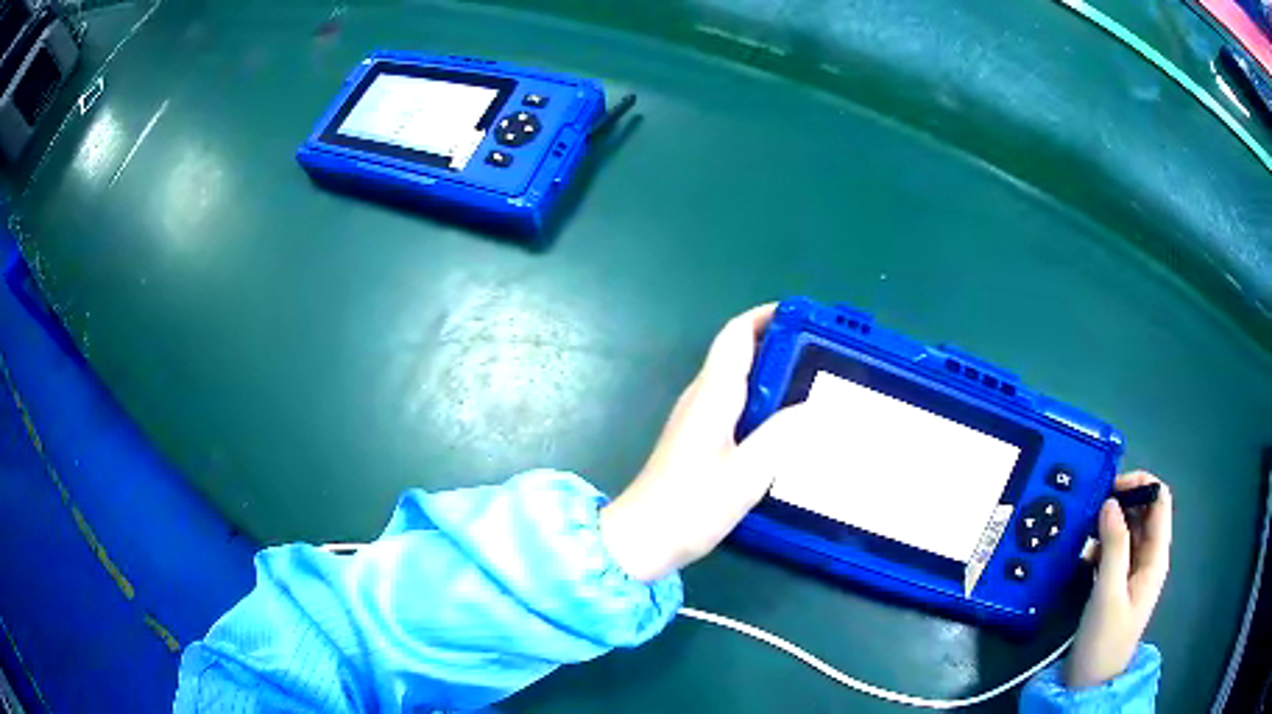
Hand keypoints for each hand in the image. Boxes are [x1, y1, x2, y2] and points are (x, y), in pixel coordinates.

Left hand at [599, 303, 812, 581]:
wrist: (643, 539)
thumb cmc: (691, 506)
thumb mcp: (746, 474)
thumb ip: (782, 436)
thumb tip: (813, 406)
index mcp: (712, 395)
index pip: (736, 335)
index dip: (767, 317)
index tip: (805, 318)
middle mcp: (701, 397)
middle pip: (738, 352)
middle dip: (779, 343)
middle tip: (822, 354)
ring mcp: (696, 418)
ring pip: (737, 378)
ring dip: (771, 372)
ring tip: (813, 384)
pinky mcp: (697, 439)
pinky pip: (734, 403)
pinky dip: (762, 399)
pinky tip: (785, 422)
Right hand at [1067, 471, 1172, 688]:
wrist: (1089, 682)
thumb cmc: (1104, 639)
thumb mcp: (1109, 593)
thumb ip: (1114, 546)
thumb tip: (1110, 502)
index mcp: (1156, 556)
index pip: (1159, 501)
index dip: (1141, 485)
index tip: (1111, 488)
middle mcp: (1148, 557)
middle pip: (1143, 512)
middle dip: (1122, 502)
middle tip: (1092, 506)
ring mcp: (1133, 571)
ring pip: (1127, 530)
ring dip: (1109, 523)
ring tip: (1084, 528)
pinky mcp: (1117, 583)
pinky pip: (1114, 550)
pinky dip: (1101, 543)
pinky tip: (1083, 552)